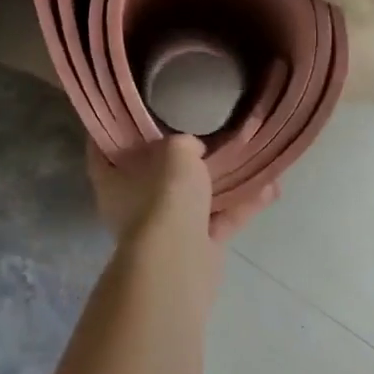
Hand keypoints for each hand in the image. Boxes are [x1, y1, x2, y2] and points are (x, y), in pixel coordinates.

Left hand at [87, 137, 278, 244]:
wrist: (179, 261)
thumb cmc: (164, 196)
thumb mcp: (176, 151)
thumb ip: (182, 144)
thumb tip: (190, 150)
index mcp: (111, 180)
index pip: (103, 149)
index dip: (115, 129)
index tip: (132, 111)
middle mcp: (133, 205)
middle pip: (154, 174)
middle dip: (179, 158)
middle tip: (200, 131)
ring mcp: (164, 230)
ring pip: (194, 198)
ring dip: (222, 182)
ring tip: (249, 157)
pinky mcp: (196, 249)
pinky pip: (220, 219)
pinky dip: (242, 205)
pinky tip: (270, 188)